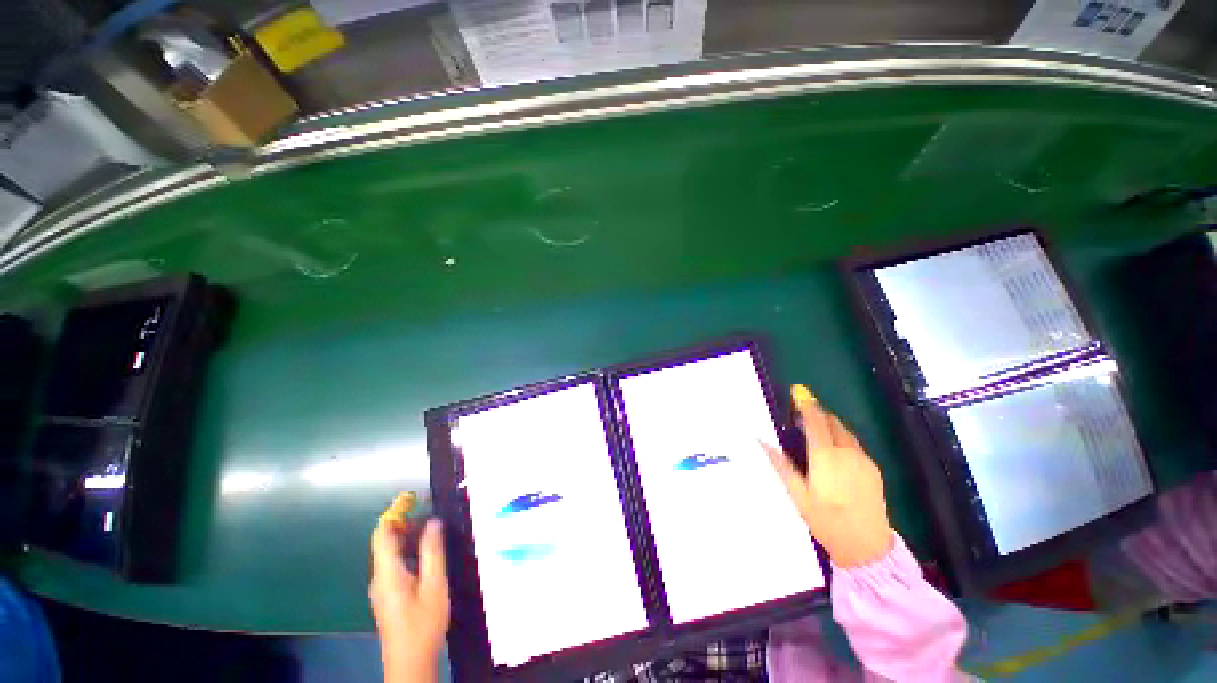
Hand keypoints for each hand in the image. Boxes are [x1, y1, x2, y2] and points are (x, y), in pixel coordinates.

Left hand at [370, 493, 450, 682]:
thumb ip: (433, 551)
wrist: (410, 661)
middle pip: (386, 541)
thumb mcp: (434, 584)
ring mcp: (382, 588)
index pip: (383, 534)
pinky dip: (409, 551)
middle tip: (431, 515)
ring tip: (434, 531)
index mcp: (387, 572)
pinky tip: (428, 555)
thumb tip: (433, 522)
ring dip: (410, 537)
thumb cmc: (423, 623)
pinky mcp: (389, 595)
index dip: (395, 512)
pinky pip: (395, 564)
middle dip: (406, 523)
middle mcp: (379, 577)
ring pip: (392, 553)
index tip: (413, 497)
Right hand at [764, 385, 893, 567]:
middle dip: (819, 414)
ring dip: (831, 425)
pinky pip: (856, 445)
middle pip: (833, 423)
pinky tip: (835, 451)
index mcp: (825, 457)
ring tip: (818, 428)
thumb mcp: (797, 494)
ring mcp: (863, 461)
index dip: (806, 405)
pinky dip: (843, 439)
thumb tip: (760, 441)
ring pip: (846, 433)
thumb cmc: (826, 521)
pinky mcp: (874, 470)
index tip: (798, 392)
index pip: (816, 422)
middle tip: (804, 413)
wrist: (867, 547)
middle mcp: (846, 453)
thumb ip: (779, 464)